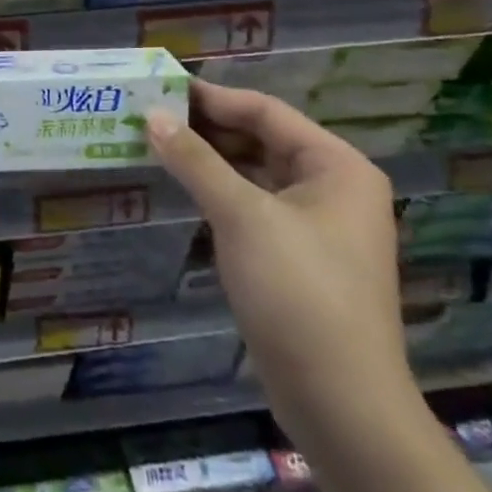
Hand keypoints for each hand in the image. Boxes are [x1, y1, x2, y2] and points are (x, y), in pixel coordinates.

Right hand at [147, 81, 411, 431]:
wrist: (341, 405)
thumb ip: (195, 160)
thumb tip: (151, 115)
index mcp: (336, 166)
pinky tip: (183, 185)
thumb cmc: (298, 293)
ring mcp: (317, 225)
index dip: (212, 97)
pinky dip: (219, 191)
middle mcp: (333, 187)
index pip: (265, 112)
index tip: (161, 87)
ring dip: (209, 159)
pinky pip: (253, 205)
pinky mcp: (298, 257)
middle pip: (261, 139)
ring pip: (255, 173)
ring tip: (156, 143)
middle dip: (207, 127)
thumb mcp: (242, 216)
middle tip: (150, 114)